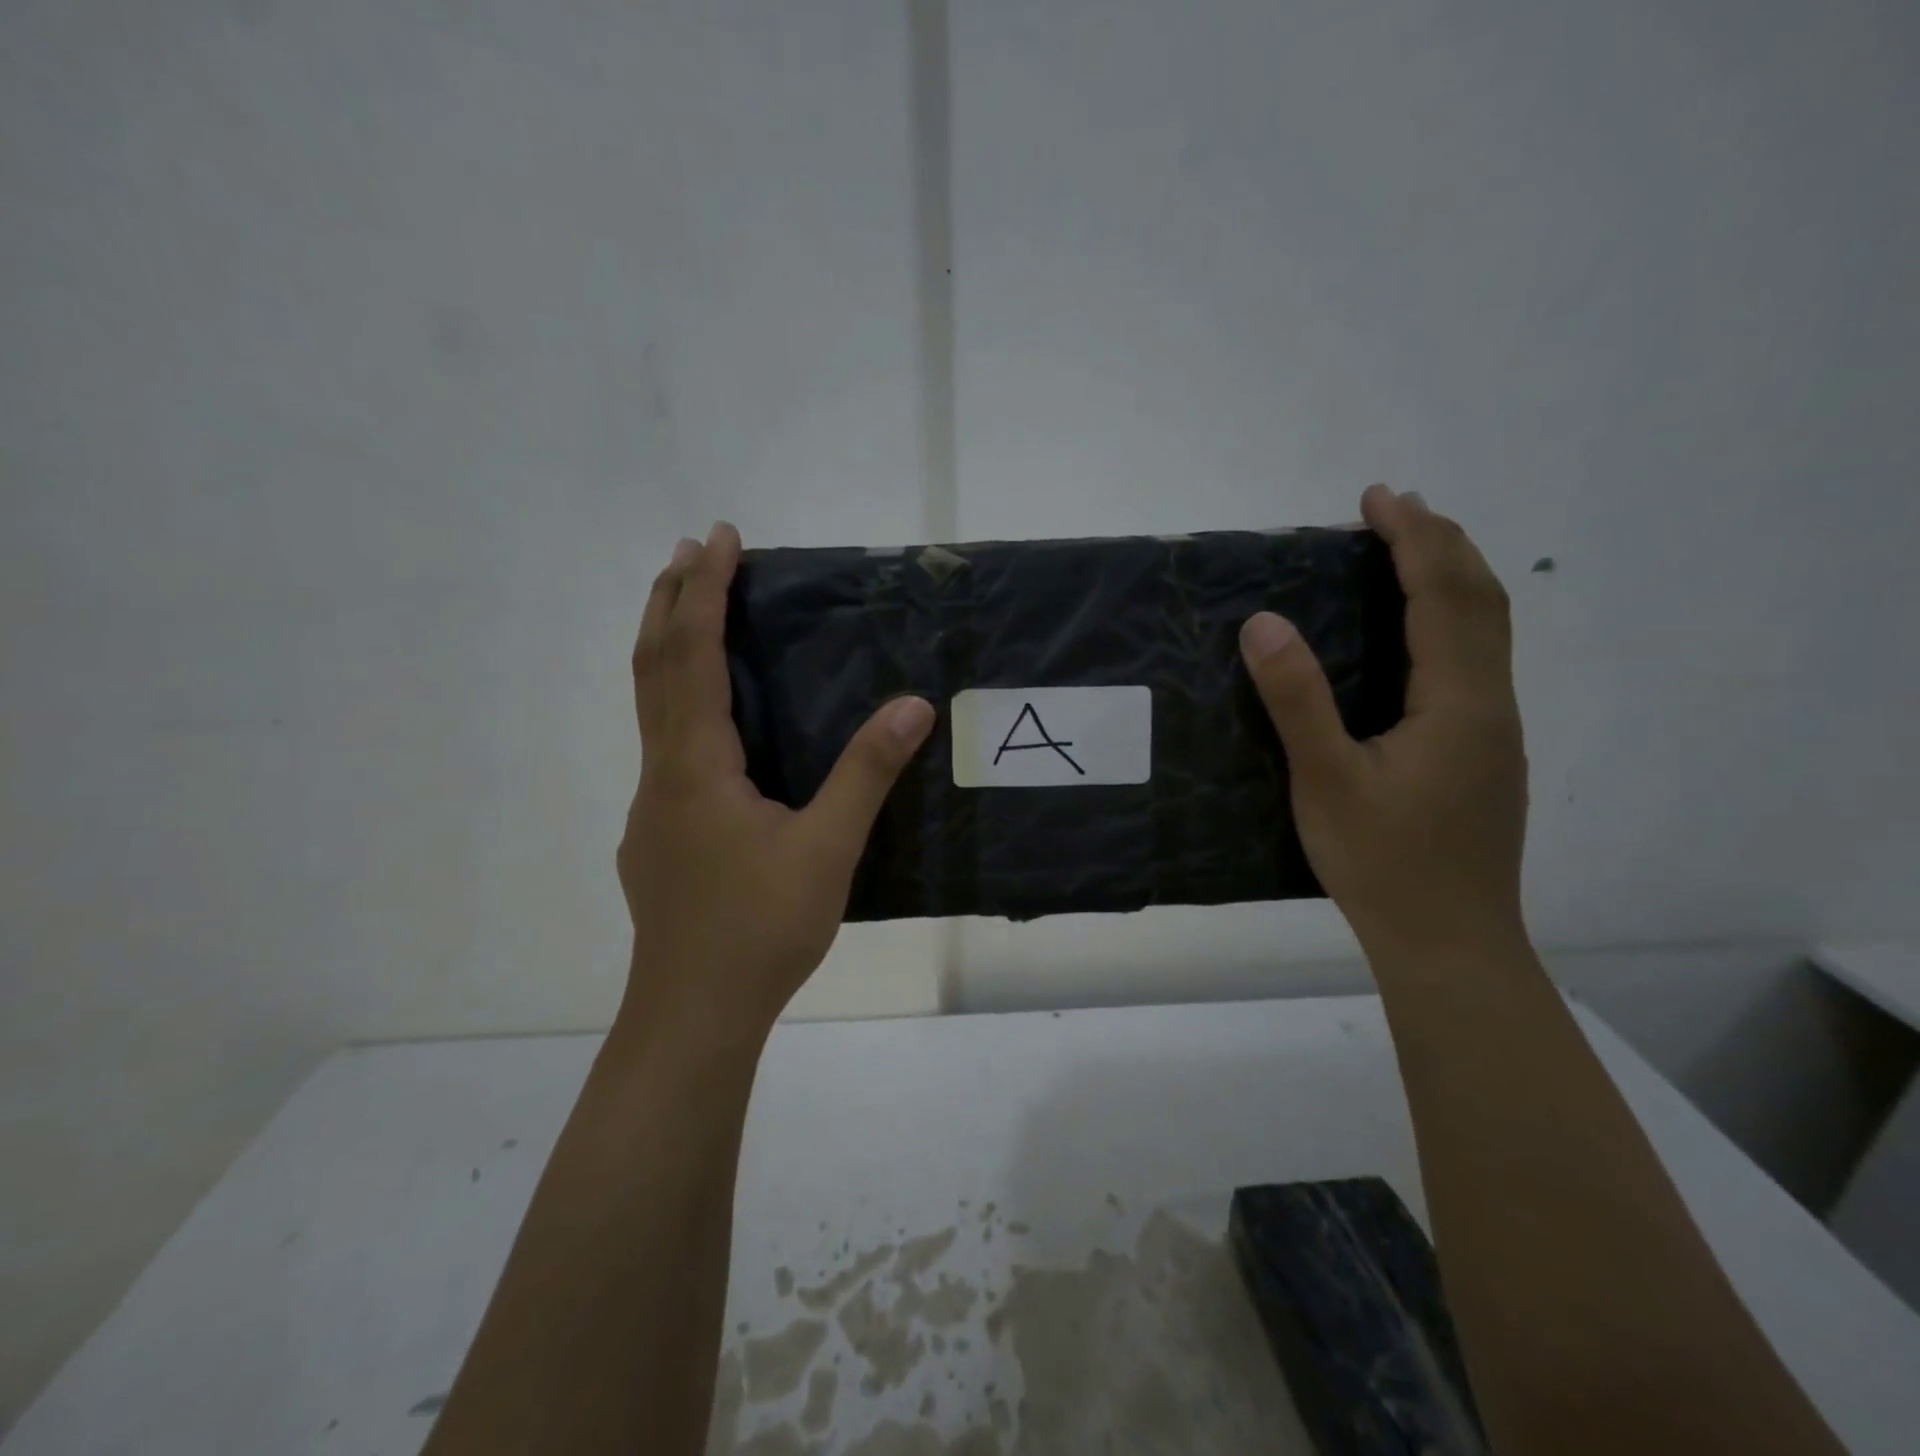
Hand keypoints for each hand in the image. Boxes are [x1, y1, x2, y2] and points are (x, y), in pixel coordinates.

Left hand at [617, 523, 935, 1042]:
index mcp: (696, 766)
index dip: (706, 593)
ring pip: (650, 708)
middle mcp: (662, 774)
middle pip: (654, 668)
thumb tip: (912, 704)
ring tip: (692, 613)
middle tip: (692, 551)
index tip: (720, 539)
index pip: (694, 657)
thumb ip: (866, 773)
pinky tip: (710, 728)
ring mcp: (652, 808)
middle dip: (672, 602)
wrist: (692, 1015)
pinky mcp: (659, 837)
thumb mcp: (827, 849)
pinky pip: (663, 745)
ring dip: (669, 650)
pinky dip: (677, 701)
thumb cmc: (759, 929)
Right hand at [1239, 486, 1527, 959]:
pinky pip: (1477, 663)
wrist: (1450, 943)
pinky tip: (1418, 638)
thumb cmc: (1384, 863)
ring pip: (1488, 633)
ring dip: (1453, 580)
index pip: (1444, 596)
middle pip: (1483, 602)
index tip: (1377, 498)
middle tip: (1396, 509)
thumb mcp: (1326, 780)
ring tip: (1410, 553)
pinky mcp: (1484, 756)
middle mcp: (1491, 705)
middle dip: (1443, 544)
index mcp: (1458, 702)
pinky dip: (1452, 621)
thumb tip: (1264, 622)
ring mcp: (1495, 733)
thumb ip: (1297, 699)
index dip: (1413, 539)